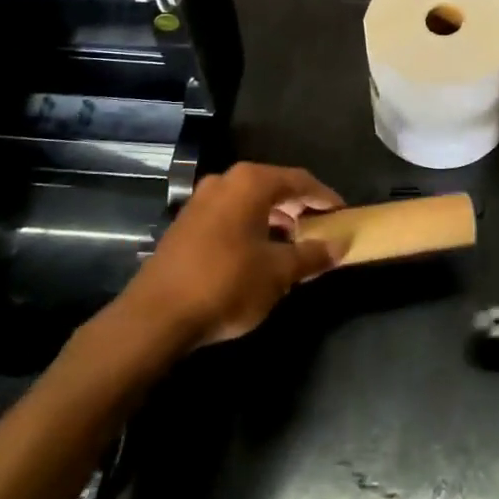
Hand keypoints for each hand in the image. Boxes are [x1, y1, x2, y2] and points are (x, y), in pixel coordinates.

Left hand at [114, 162, 346, 349]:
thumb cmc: (227, 284)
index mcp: (251, 183)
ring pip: (250, 202)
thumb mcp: (279, 272)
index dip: (325, 197)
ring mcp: (201, 201)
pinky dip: (251, 227)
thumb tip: (341, 245)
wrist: (155, 317)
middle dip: (299, 208)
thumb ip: (313, 255)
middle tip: (320, 229)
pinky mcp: (185, 224)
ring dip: (275, 218)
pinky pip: (230, 215)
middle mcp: (225, 182)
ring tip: (293, 244)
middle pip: (274, 187)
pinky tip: (259, 254)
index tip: (343, 214)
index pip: (300, 180)